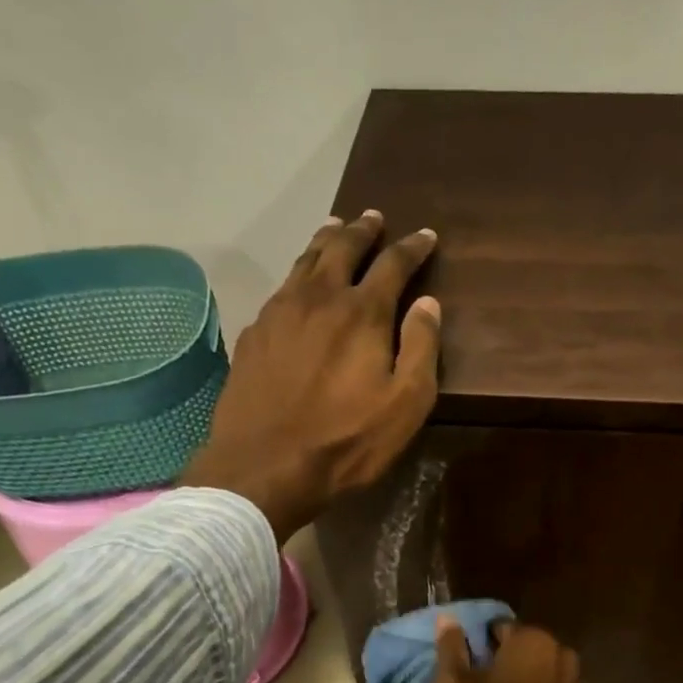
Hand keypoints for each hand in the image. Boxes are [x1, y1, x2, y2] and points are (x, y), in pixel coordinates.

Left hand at [180, 211, 440, 541]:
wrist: (265, 465)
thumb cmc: (346, 441)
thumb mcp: (405, 405)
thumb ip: (422, 349)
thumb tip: (428, 302)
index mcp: (363, 312)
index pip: (393, 264)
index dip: (412, 247)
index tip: (426, 236)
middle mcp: (320, 298)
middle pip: (342, 248)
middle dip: (363, 230)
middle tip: (373, 217)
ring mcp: (279, 312)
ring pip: (306, 261)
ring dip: (326, 240)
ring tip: (336, 228)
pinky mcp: (254, 333)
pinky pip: (280, 288)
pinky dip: (297, 274)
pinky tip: (298, 284)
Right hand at [433, 617, 587, 682]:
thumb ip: (451, 646)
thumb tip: (448, 617)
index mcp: (534, 642)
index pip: (499, 628)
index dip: (478, 646)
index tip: (464, 671)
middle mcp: (564, 656)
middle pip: (524, 649)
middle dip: (503, 663)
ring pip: (541, 673)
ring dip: (522, 682)